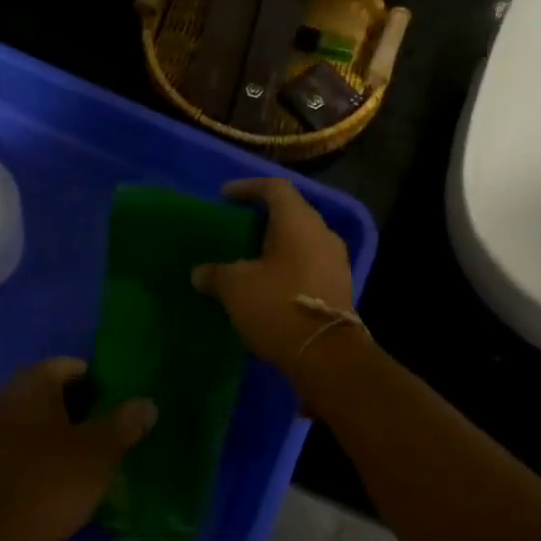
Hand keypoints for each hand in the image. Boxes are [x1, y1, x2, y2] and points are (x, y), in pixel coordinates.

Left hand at [0, 358, 155, 540]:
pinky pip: (21, 445)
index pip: (63, 365)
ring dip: (59, 427)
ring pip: (33, 419)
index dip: (93, 377)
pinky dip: (42, 450)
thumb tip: (147, 404)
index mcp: (28, 388)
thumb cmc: (53, 484)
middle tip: (106, 420)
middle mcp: (3, 404)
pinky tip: (63, 471)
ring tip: (89, 447)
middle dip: (77, 402)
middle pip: (46, 390)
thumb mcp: (101, 450)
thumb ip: (126, 421)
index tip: (115, 398)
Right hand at [191, 178, 356, 377]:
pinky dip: (289, 265)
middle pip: (291, 212)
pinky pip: (310, 262)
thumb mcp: (235, 288)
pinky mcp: (340, 285)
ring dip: (277, 244)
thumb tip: (200, 272)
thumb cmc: (277, 306)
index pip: (274, 187)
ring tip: (250, 257)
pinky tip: (270, 283)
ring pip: (302, 239)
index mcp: (298, 220)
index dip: (248, 187)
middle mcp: (322, 232)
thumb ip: (215, 273)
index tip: (225, 196)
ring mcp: (336, 259)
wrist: (326, 354)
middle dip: (263, 217)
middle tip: (237, 227)